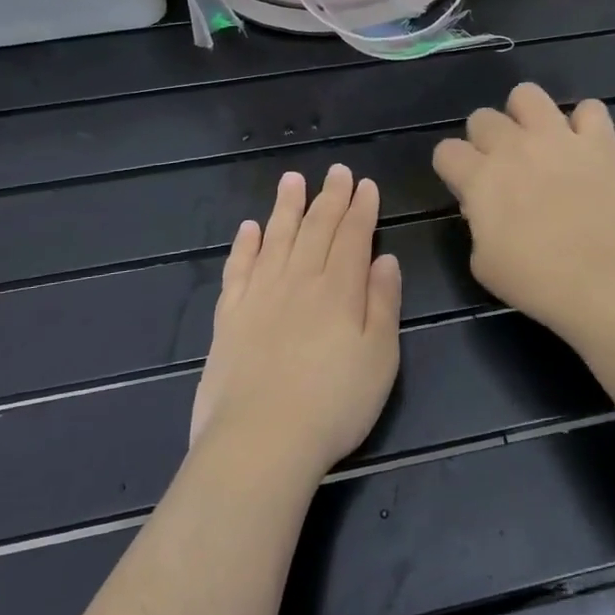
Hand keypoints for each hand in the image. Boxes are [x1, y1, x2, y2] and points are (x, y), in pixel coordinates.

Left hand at [192, 166, 401, 484]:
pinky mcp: (230, 318)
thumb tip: (384, 259)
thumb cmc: (335, 404)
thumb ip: (383, 302)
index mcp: (340, 289)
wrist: (261, 442)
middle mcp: (299, 281)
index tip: (365, 184)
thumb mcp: (381, 357)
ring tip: (292, 179)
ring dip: (286, 207)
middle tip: (336, 171)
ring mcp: (260, 296)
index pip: (353, 236)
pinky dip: (245, 246)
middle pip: (316, 229)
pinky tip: (249, 228)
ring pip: (276, 239)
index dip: (361, 208)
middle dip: (329, 197)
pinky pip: (238, 270)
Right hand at [433, 84, 614, 338]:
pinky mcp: (599, 143)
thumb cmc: (538, 282)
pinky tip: (585, 146)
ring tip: (538, 142)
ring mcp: (558, 139)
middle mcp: (514, 147)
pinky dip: (586, 124)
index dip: (454, 169)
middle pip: (482, 117)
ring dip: (526, 116)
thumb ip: (478, 226)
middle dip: (486, 140)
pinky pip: (590, 109)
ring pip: (527, 95)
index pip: (446, 151)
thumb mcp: (485, 264)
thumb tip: (485, 207)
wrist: (606, 282)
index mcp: (480, 178)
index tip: (468, 189)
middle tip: (505, 170)